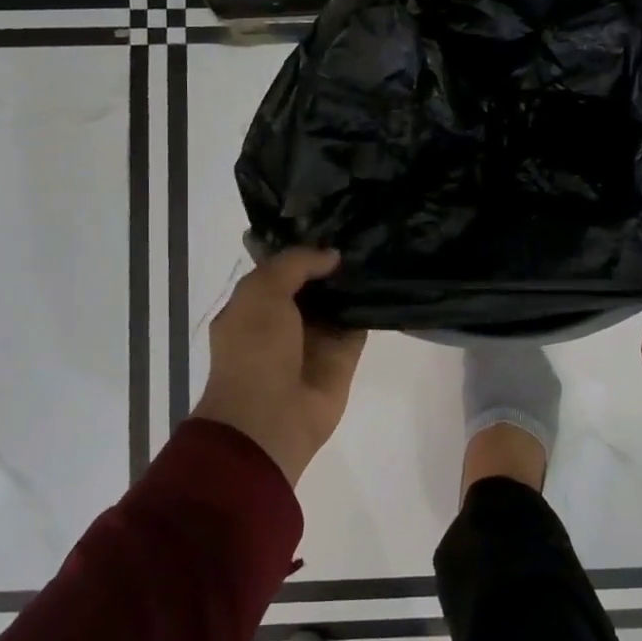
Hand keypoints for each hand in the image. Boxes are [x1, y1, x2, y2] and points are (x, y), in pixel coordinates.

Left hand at [192, 248, 367, 484]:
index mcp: (254, 305)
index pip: (281, 268)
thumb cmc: (254, 349)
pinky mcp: (343, 357)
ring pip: (338, 302)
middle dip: (331, 261)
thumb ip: (296, 264)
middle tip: (362, 230)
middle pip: (313, 284)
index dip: (302, 247)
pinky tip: (387, 280)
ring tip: (379, 246)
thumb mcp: (262, 292)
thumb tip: (332, 256)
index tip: (331, 222)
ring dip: (353, 282)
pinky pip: (359, 325)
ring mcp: (315, 339)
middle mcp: (284, 319)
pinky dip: (371, 307)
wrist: (269, 418)